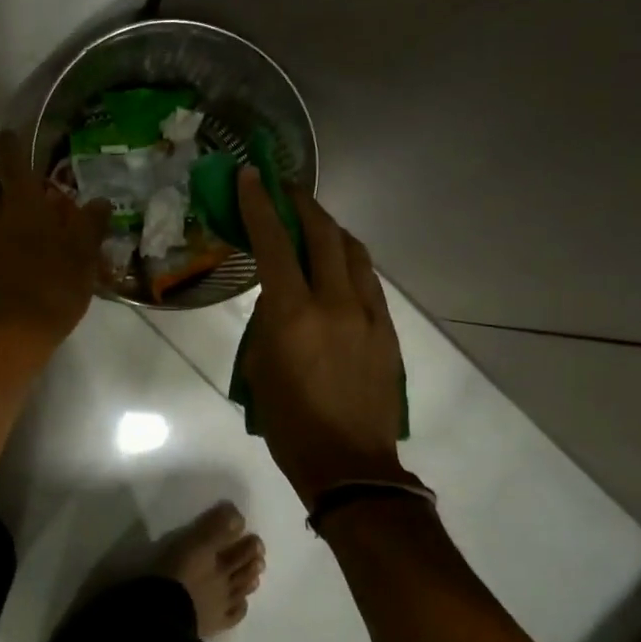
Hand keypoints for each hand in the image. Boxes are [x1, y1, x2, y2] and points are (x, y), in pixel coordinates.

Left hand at [0, 130, 110, 365]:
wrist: (14, 334)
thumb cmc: (53, 286)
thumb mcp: (83, 255)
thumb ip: (91, 225)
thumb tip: (99, 202)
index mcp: (22, 207)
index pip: (11, 163)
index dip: (10, 145)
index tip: (10, 133)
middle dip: (3, 175)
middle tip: (24, 175)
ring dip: (6, 206)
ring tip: (33, 215)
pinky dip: (6, 234)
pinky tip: (27, 249)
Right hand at [238, 169, 409, 504]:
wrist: (350, 466)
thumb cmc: (290, 424)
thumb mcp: (258, 370)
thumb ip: (267, 324)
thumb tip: (278, 298)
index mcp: (294, 315)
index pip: (275, 244)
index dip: (260, 205)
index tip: (252, 175)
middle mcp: (335, 304)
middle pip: (324, 235)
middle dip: (303, 205)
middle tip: (288, 190)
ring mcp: (368, 315)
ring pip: (355, 253)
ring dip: (333, 230)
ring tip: (317, 224)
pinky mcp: (388, 331)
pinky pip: (369, 282)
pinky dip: (351, 263)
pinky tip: (341, 266)